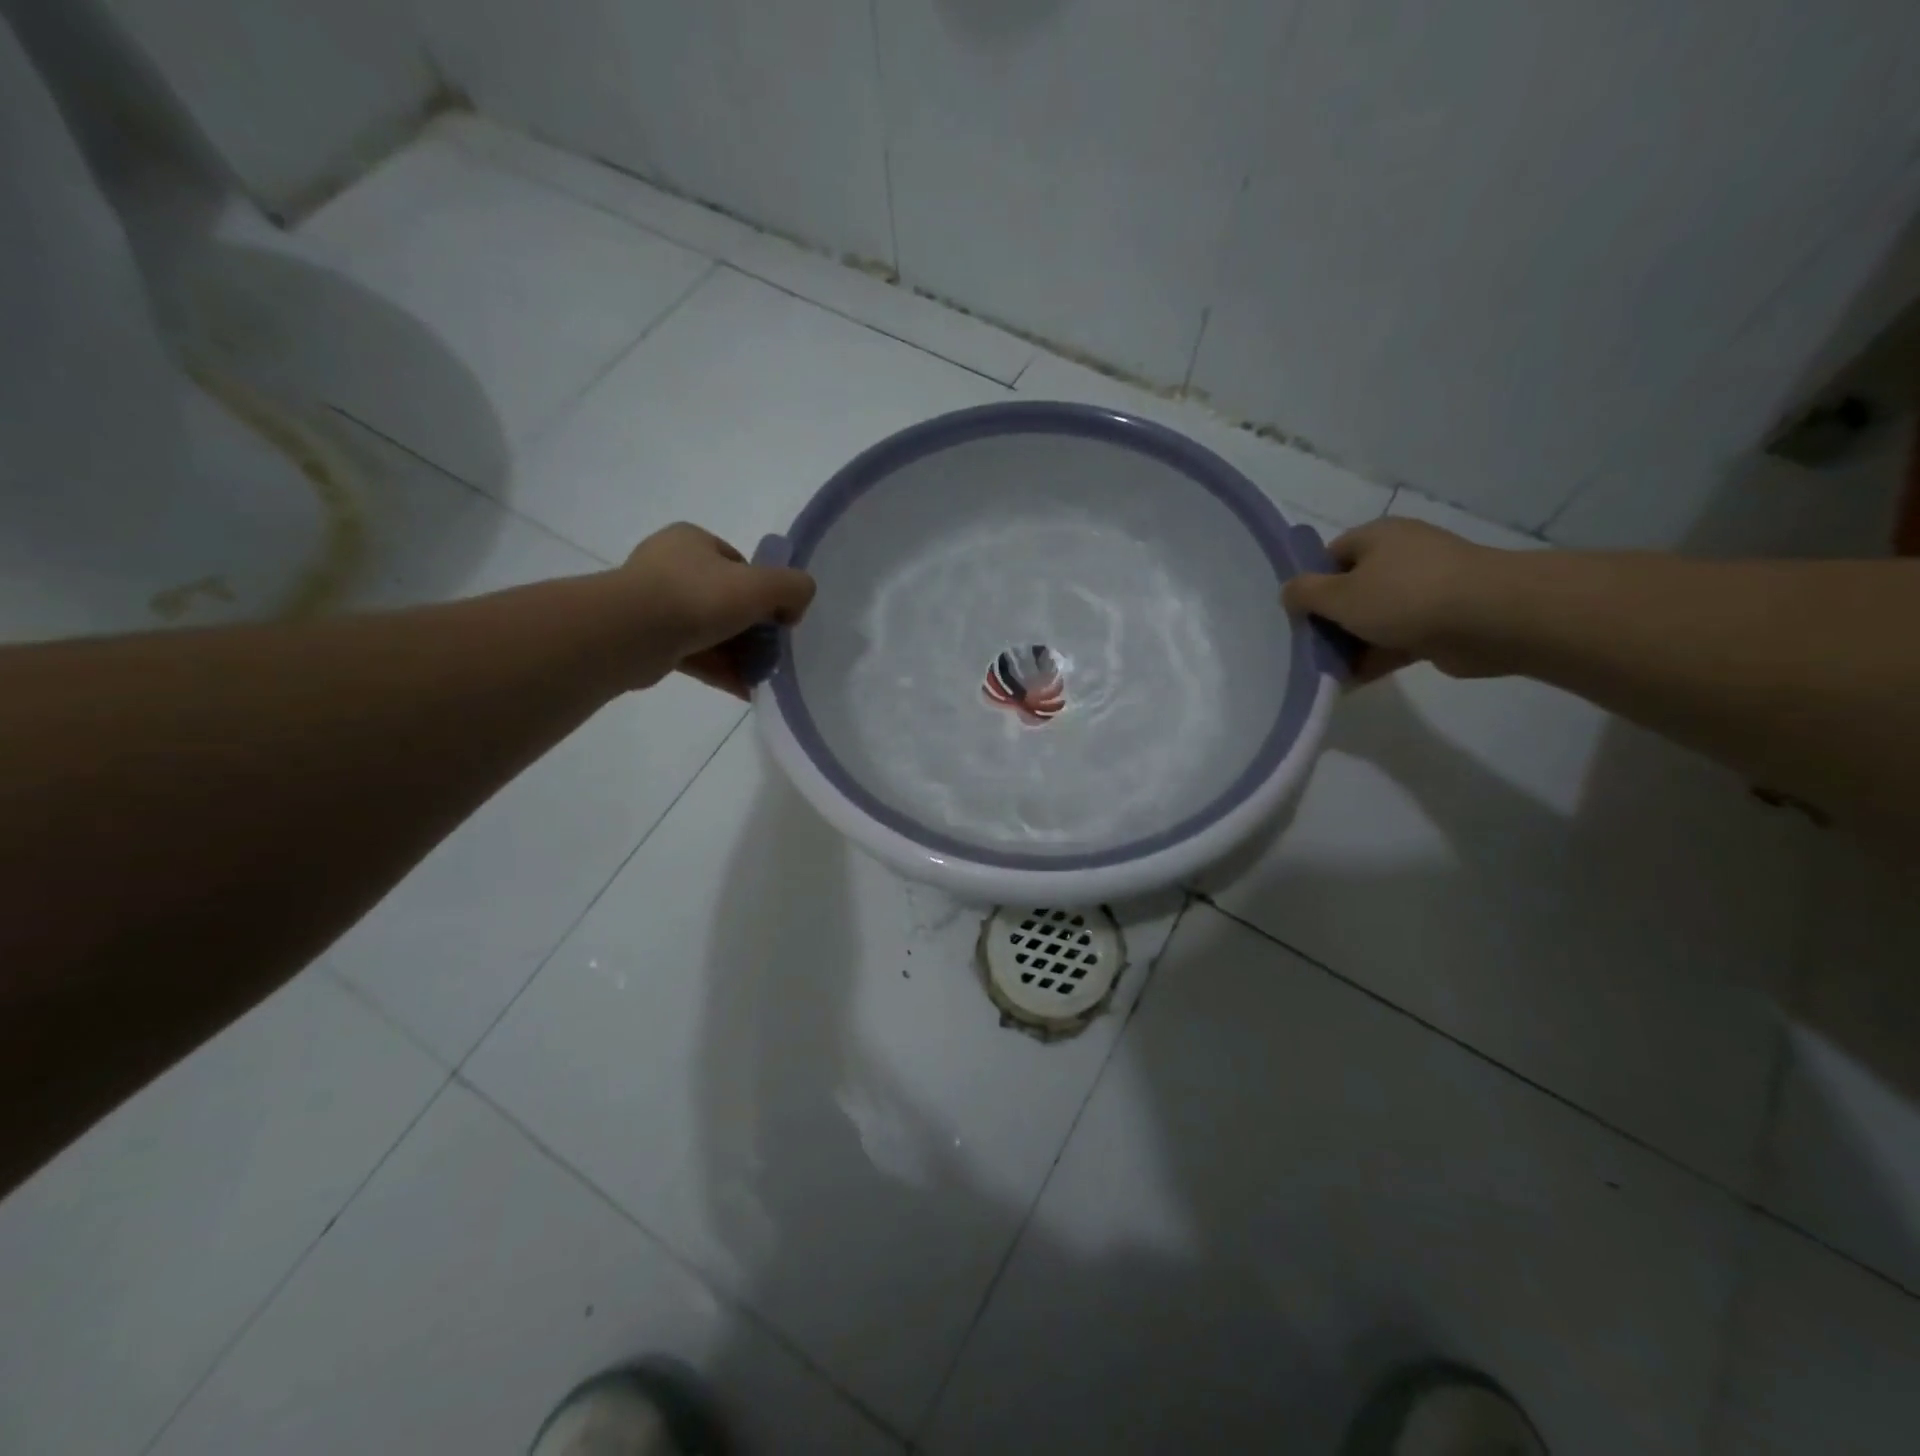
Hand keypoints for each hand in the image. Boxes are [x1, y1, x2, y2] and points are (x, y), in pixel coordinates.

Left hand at [617, 523, 816, 696]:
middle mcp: (669, 566)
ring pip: (709, 630)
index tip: (777, 617)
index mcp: (692, 542)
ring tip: (763, 676)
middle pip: (726, 599)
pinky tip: (746, 690)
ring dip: (738, 654)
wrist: (631, 633)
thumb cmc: (698, 597)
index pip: (739, 564)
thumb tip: (794, 609)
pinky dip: (720, 670)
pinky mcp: (647, 640)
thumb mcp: (763, 585)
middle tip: (772, 652)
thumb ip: (794, 588)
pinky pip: (694, 654)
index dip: (763, 590)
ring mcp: (653, 604)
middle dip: (752, 628)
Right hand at [1281, 517, 1504, 682]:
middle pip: (1350, 589)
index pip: (1330, 556)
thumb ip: (1305, 593)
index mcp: (1377, 537)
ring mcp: (1424, 590)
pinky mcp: (1440, 622)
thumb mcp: (1339, 594)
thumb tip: (1288, 592)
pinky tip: (1350, 683)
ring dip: (1349, 645)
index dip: (1310, 584)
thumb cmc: (1405, 596)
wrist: (1490, 619)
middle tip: (1307, 648)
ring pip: (1373, 618)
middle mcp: (1401, 557)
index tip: (1297, 615)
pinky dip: (1374, 658)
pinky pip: (1395, 640)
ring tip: (1324, 672)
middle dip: (1329, 621)